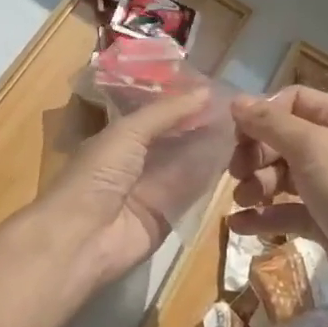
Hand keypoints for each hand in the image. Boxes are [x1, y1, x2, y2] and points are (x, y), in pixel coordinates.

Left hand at [27, 87, 233, 289]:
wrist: (83, 237)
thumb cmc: (98, 174)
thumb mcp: (128, 132)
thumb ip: (166, 112)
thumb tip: (205, 91)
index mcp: (118, 138)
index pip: (155, 116)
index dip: (181, 104)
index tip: (216, 90)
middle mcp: (135, 162)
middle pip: (174, 140)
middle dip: (200, 125)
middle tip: (238, 109)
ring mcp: (152, 190)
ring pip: (186, 164)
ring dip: (209, 149)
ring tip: (244, 128)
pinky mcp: (167, 216)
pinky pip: (191, 192)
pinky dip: (209, 177)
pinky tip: (236, 159)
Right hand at [227, 86, 327, 326]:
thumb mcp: (313, 148)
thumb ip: (271, 123)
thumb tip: (236, 102)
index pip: (294, 101)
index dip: (263, 114)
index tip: (238, 137)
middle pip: (285, 138)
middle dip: (256, 153)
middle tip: (236, 172)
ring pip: (284, 176)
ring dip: (257, 184)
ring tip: (242, 200)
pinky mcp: (327, 225)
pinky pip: (288, 212)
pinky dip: (264, 216)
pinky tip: (239, 225)